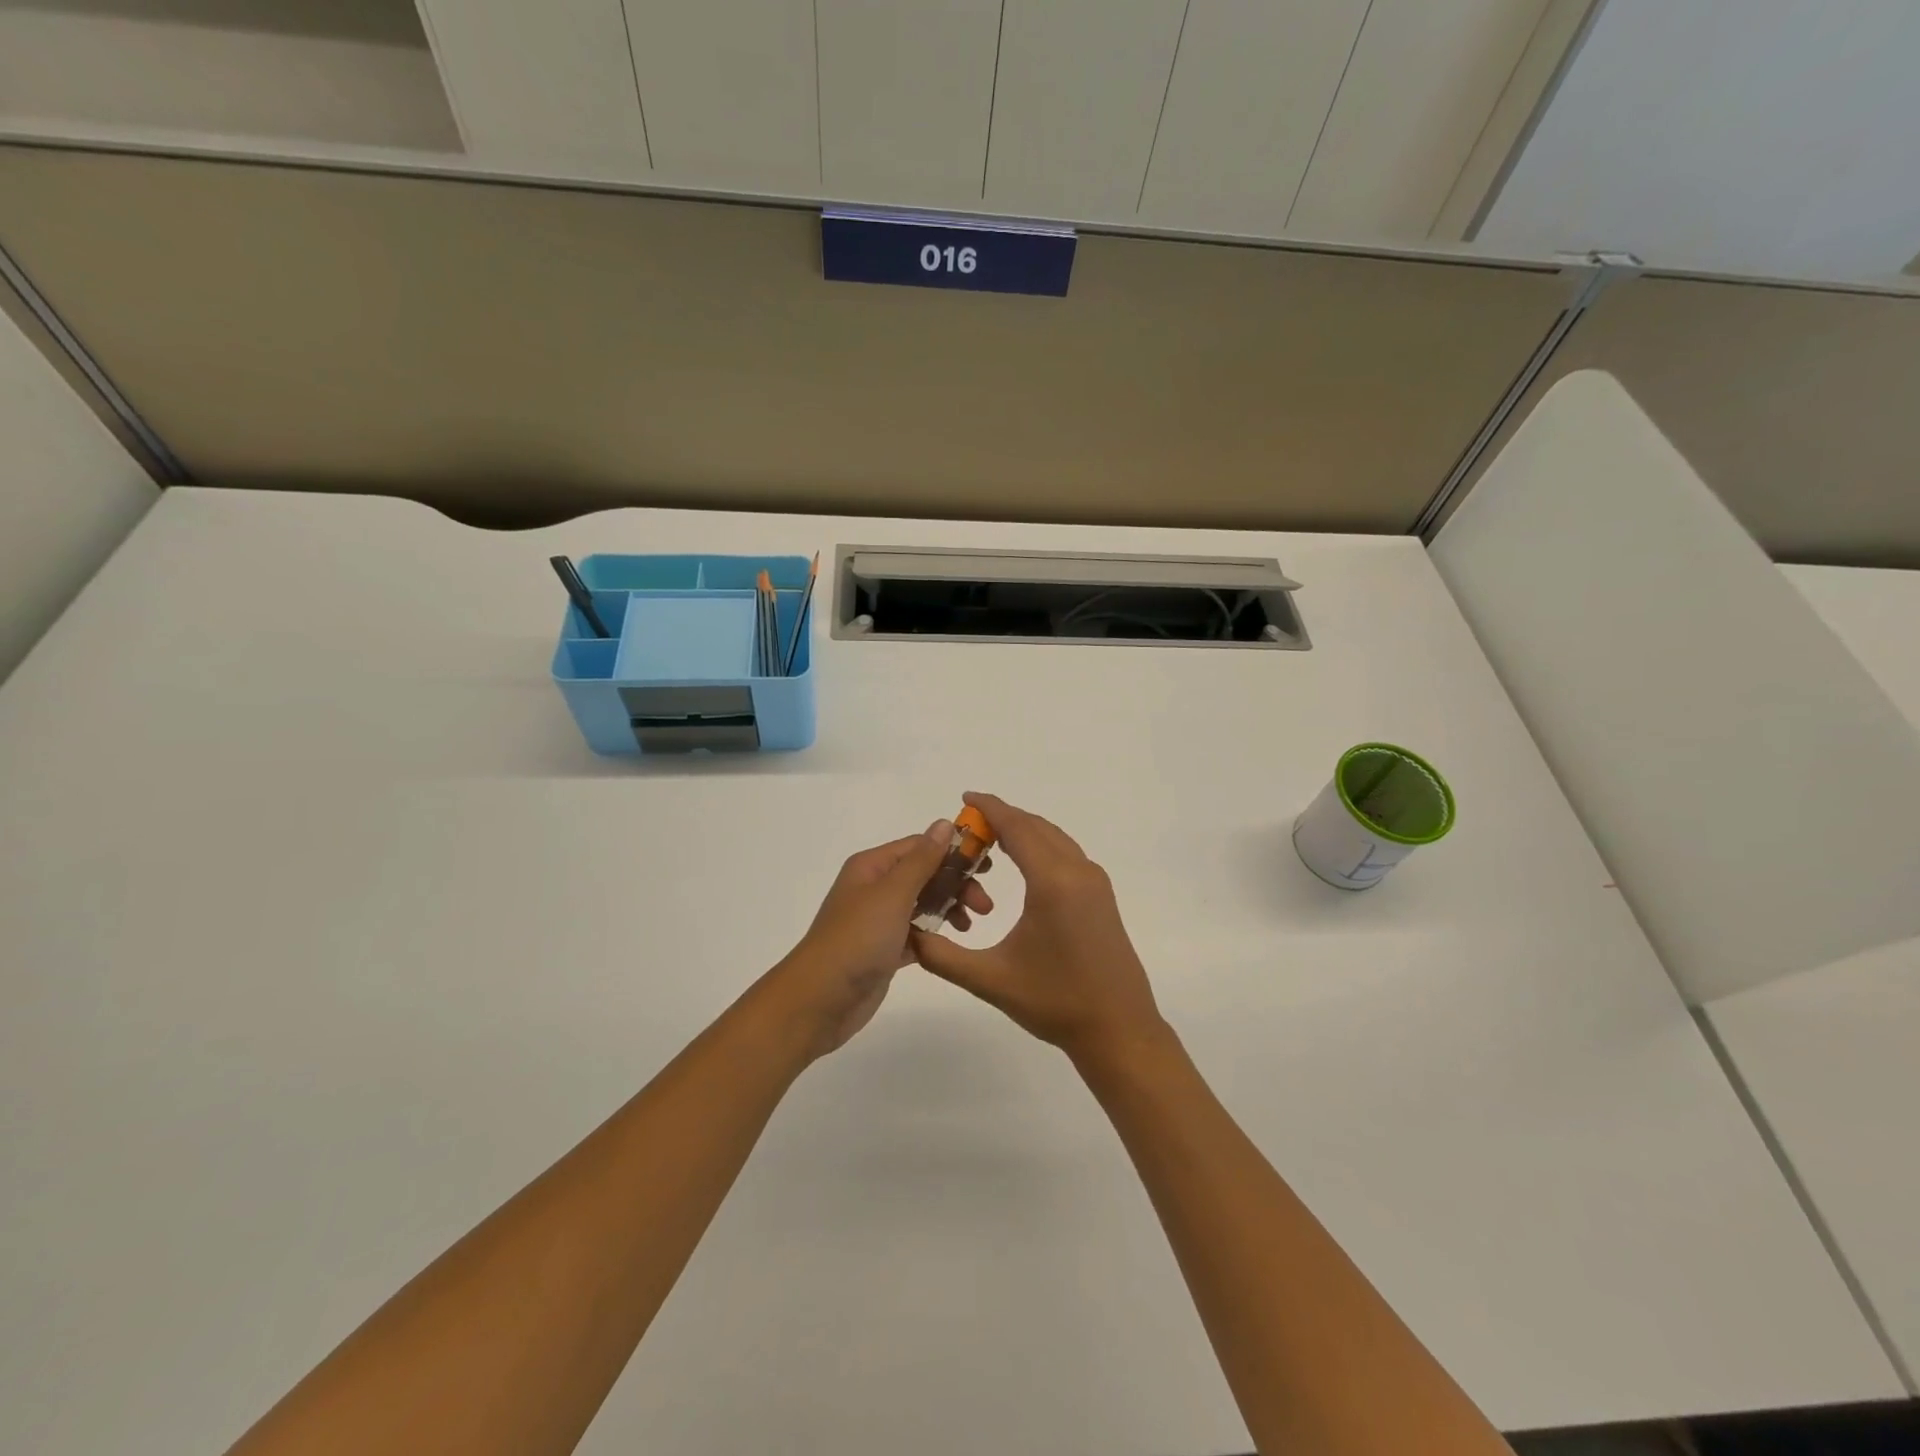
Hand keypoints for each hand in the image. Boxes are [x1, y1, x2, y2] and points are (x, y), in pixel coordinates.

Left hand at [771, 821, 994, 1057]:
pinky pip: (917, 933)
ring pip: (924, 904)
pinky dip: (935, 934)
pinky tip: (953, 943)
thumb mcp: (893, 893)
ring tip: (971, 925)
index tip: (987, 865)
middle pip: (925, 874)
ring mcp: (879, 920)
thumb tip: (944, 823)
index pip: (920, 846)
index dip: (953, 851)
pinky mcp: (884, 950)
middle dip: (956, 884)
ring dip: (950, 908)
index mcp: (872, 867)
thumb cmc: (857, 939)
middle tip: (985, 905)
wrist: (820, 1000)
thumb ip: (922, 860)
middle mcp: (874, 888)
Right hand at [911, 792, 1165, 1061]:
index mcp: (1053, 882)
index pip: (1017, 828)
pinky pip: (1067, 853)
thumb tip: (908, 933)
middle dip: (1002, 818)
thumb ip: (943, 956)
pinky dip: (1041, 845)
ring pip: (1054, 838)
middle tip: (968, 826)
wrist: (1119, 1029)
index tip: (965, 797)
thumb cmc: (1055, 1003)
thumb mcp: (991, 980)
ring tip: (990, 839)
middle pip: (1036, 827)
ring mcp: (1095, 882)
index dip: (990, 808)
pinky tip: (1023, 863)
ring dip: (1023, 830)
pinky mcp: (1102, 895)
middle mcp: (1078, 871)